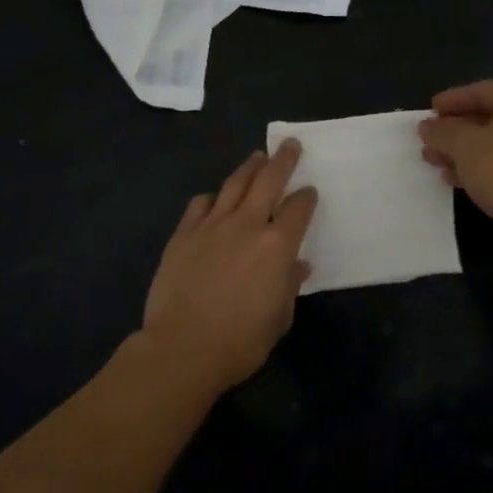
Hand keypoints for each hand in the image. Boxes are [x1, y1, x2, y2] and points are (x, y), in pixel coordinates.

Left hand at [138, 140, 317, 391]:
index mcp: (277, 246)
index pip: (298, 208)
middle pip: (268, 180)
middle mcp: (247, 225)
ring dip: (249, 167)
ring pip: (234, 184)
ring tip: (257, 157)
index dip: (307, 197)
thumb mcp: (279, 318)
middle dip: (283, 160)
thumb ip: (289, 286)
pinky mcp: (183, 234)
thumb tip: (298, 266)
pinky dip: (213, 197)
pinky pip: (200, 204)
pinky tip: (215, 198)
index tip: (310, 191)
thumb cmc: (240, 341)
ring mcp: (211, 226)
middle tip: (290, 145)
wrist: (183, 347)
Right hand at [419, 81, 492, 255]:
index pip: (479, 91)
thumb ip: (442, 132)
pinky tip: (457, 179)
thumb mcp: (464, 146)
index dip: (450, 101)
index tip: (427, 114)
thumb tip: (427, 126)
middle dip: (453, 131)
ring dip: (462, 152)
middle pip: (486, 117)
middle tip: (428, 142)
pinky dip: (479, 167)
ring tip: (435, 162)